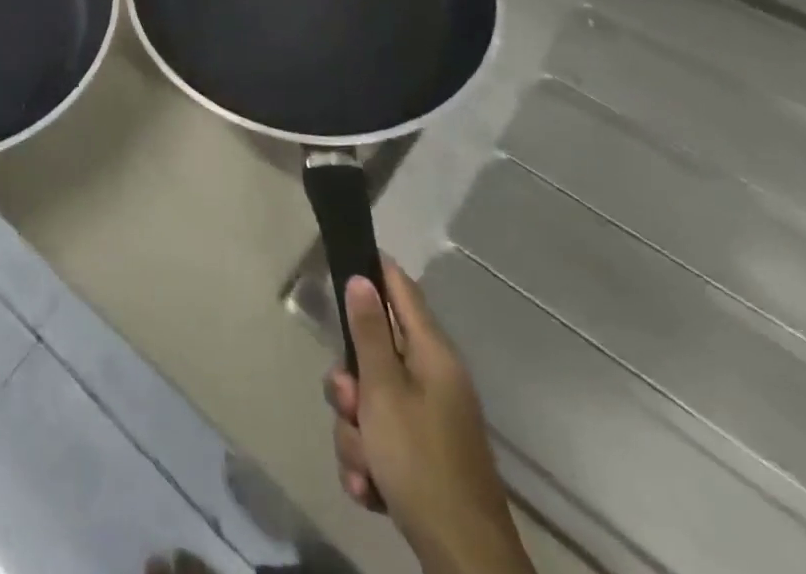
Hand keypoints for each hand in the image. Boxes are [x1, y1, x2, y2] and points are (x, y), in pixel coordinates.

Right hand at [323, 262, 533, 573]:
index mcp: (432, 355)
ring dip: (355, 433)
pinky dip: (368, 463)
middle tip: (350, 405)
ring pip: (369, 402)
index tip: (340, 261)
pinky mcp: (421, 457)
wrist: (464, 560)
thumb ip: (369, 334)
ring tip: (365, 465)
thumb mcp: (384, 393)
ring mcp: (429, 420)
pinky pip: (378, 440)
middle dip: (350, 384)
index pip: (401, 289)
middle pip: (373, 353)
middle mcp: (433, 380)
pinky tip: (369, 488)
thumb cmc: (421, 462)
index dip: (373, 270)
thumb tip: (362, 279)